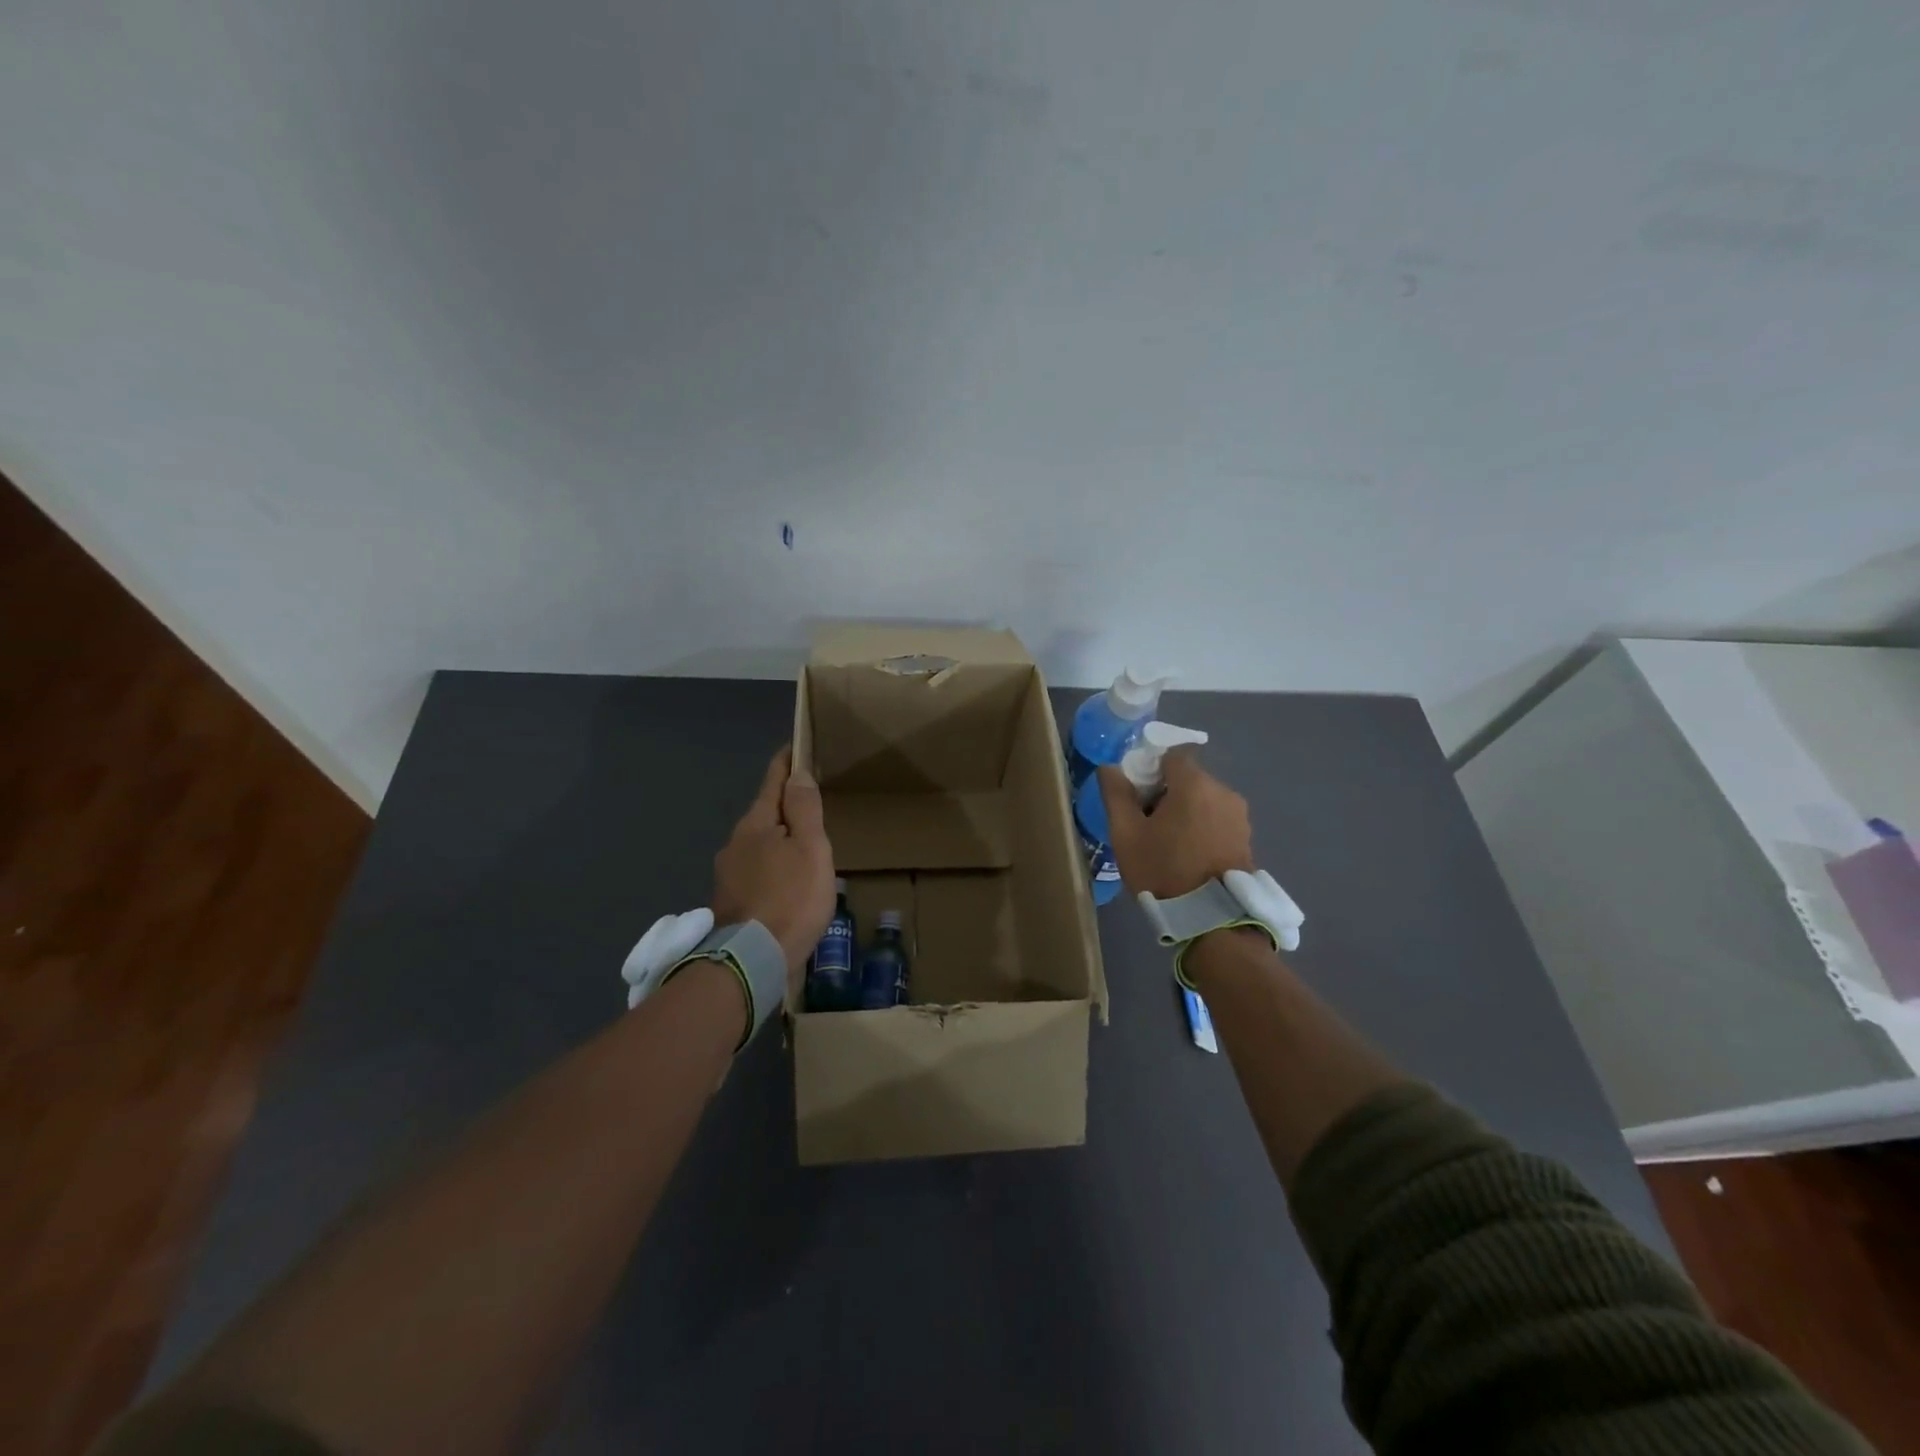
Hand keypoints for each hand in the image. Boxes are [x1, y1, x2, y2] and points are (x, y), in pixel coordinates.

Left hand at [711, 747, 836, 984]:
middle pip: (765, 814)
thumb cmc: (791, 898)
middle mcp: (735, 843)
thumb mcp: (810, 849)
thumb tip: (798, 773)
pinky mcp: (730, 900)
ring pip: (759, 845)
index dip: (786, 763)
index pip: (773, 782)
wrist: (753, 960)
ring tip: (804, 847)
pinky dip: (773, 867)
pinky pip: (757, 871)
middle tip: (812, 803)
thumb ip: (804, 809)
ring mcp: (728, 874)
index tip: (796, 747)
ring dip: (779, 840)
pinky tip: (788, 882)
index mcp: (756, 824)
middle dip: (785, 805)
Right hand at [1097, 750, 1254, 899]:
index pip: (1171, 755)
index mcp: (1194, 784)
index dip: (1150, 768)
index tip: (1137, 794)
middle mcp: (1223, 791)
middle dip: (1166, 792)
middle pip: (1188, 778)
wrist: (1211, 919)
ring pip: (1204, 799)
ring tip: (1168, 843)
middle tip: (1146, 823)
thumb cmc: (1163, 870)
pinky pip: (1217, 818)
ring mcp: (1239, 816)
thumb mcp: (1126, 834)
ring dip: (1185, 811)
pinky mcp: (1246, 837)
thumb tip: (1110, 768)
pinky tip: (1188, 854)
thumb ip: (1116, 795)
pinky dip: (1201, 826)